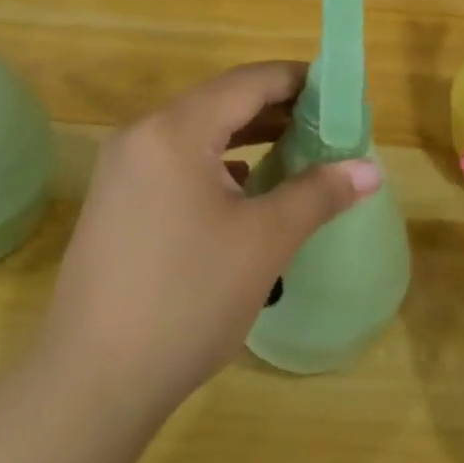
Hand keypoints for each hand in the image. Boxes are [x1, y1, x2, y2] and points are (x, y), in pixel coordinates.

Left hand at [35, 61, 382, 421]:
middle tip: (326, 123)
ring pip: (197, 132)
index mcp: (176, 130)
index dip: (296, 80)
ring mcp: (122, 168)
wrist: (92, 383)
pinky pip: (175, 160)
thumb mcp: (264, 242)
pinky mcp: (115, 200)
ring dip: (247, 134)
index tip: (337, 91)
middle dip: (276, 108)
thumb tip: (372, 170)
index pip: (247, 82)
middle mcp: (142, 134)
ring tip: (296, 147)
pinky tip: (244, 184)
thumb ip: (318, 194)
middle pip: (220, 102)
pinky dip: (216, 161)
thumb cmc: (188, 300)